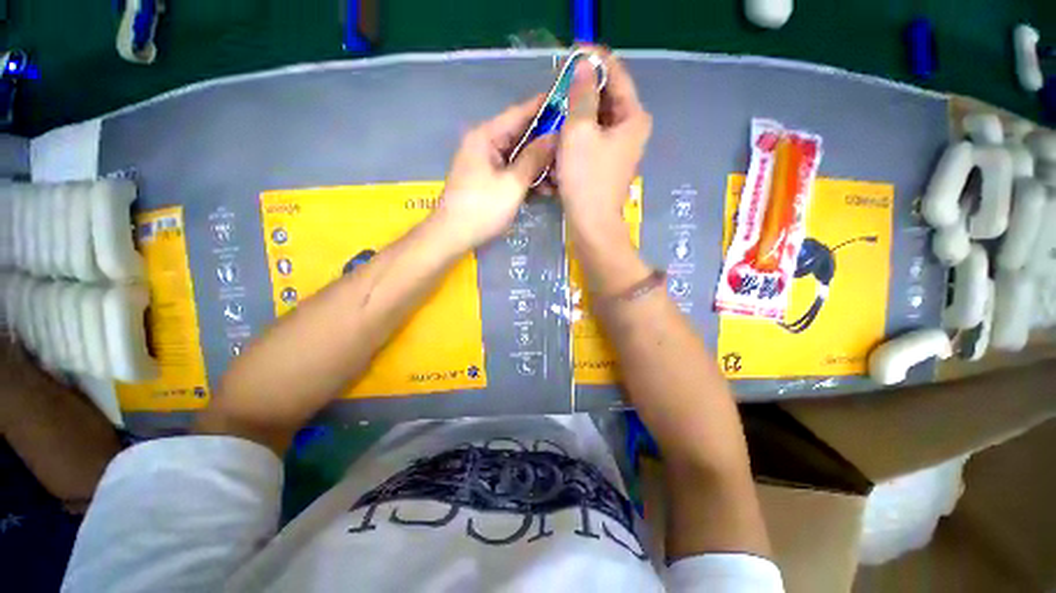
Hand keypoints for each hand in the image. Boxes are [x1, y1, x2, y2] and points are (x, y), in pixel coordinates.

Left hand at [435, 94, 556, 250]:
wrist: (453, 236)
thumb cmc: (483, 209)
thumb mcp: (513, 184)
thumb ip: (534, 158)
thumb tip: (554, 136)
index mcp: (486, 136)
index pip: (519, 113)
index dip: (544, 106)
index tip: (569, 100)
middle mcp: (485, 144)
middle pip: (521, 135)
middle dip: (546, 142)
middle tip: (572, 146)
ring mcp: (486, 163)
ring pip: (518, 156)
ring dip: (539, 165)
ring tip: (563, 174)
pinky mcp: (488, 180)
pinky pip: (512, 171)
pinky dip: (527, 178)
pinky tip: (545, 189)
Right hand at [556, 51, 651, 238]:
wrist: (591, 224)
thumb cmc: (586, 179)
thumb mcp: (579, 132)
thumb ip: (581, 96)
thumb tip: (583, 67)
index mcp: (632, 117)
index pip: (616, 75)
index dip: (594, 61)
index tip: (571, 54)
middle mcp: (631, 130)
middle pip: (607, 98)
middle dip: (582, 90)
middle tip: (558, 86)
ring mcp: (620, 149)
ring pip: (597, 120)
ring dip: (577, 114)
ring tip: (556, 110)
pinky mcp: (607, 164)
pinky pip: (592, 139)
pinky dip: (578, 135)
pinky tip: (562, 136)